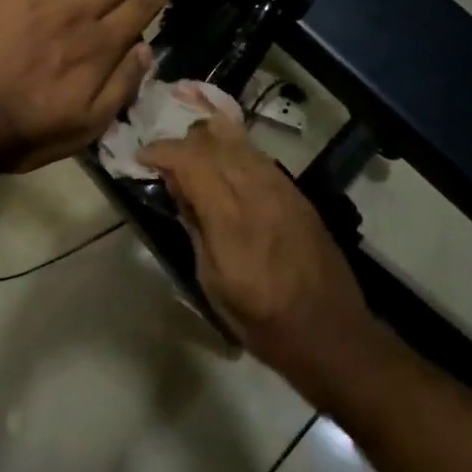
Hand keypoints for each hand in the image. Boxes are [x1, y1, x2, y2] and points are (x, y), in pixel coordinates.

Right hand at [140, 110, 376, 399]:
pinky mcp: (296, 191)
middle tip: (163, 162)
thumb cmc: (262, 320)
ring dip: (208, 141)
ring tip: (191, 159)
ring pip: (238, 140)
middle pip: (213, 140)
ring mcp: (281, 186)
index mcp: (231, 218)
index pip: (191, 160)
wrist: (330, 331)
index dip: (161, 151)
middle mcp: (257, 190)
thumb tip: (177, 186)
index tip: (141, 158)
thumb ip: (194, 226)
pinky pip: (257, 155)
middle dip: (182, 143)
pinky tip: (224, 168)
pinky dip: (233, 151)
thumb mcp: (212, 282)